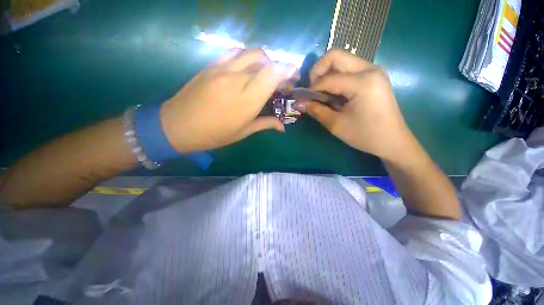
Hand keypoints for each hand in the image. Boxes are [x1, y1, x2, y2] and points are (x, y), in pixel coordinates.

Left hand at [159, 48, 296, 152]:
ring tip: (264, 74)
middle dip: (278, 67)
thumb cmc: (214, 134)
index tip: (292, 78)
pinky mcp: (211, 65)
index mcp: (247, 99)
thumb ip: (265, 124)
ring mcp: (222, 69)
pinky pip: (234, 53)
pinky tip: (246, 69)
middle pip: (265, 60)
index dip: (287, 70)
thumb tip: (283, 127)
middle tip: (279, 80)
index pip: (273, 73)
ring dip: (263, 61)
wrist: (177, 126)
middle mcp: (237, 79)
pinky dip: (246, 58)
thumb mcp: (243, 132)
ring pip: (251, 53)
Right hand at [296, 49, 413, 160]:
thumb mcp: (337, 125)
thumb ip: (316, 111)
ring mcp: (374, 70)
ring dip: (327, 74)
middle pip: (336, 56)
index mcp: (363, 82)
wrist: (392, 141)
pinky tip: (335, 94)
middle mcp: (370, 69)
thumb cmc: (365, 135)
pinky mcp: (374, 76)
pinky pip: (349, 69)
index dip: (312, 89)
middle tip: (312, 89)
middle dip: (318, 71)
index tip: (304, 100)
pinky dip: (337, 78)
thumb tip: (298, 103)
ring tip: (322, 93)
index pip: (328, 79)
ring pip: (342, 60)